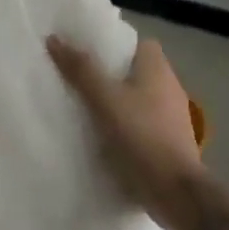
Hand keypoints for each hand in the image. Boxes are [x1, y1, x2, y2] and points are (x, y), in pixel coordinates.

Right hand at [47, 35, 204, 229]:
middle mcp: (169, 88)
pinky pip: (140, 124)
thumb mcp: (104, 100)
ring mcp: (171, 117)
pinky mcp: (167, 142)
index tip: (87, 52)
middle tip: (76, 79)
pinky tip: (101, 137)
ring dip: (115, 102)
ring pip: (138, 99)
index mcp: (158, 70)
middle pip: (136, 71)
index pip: (139, 43)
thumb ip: (81, 70)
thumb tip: (54, 38)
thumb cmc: (141, 136)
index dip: (114, 45)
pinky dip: (123, 126)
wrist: (174, 190)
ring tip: (83, 108)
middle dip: (109, 75)